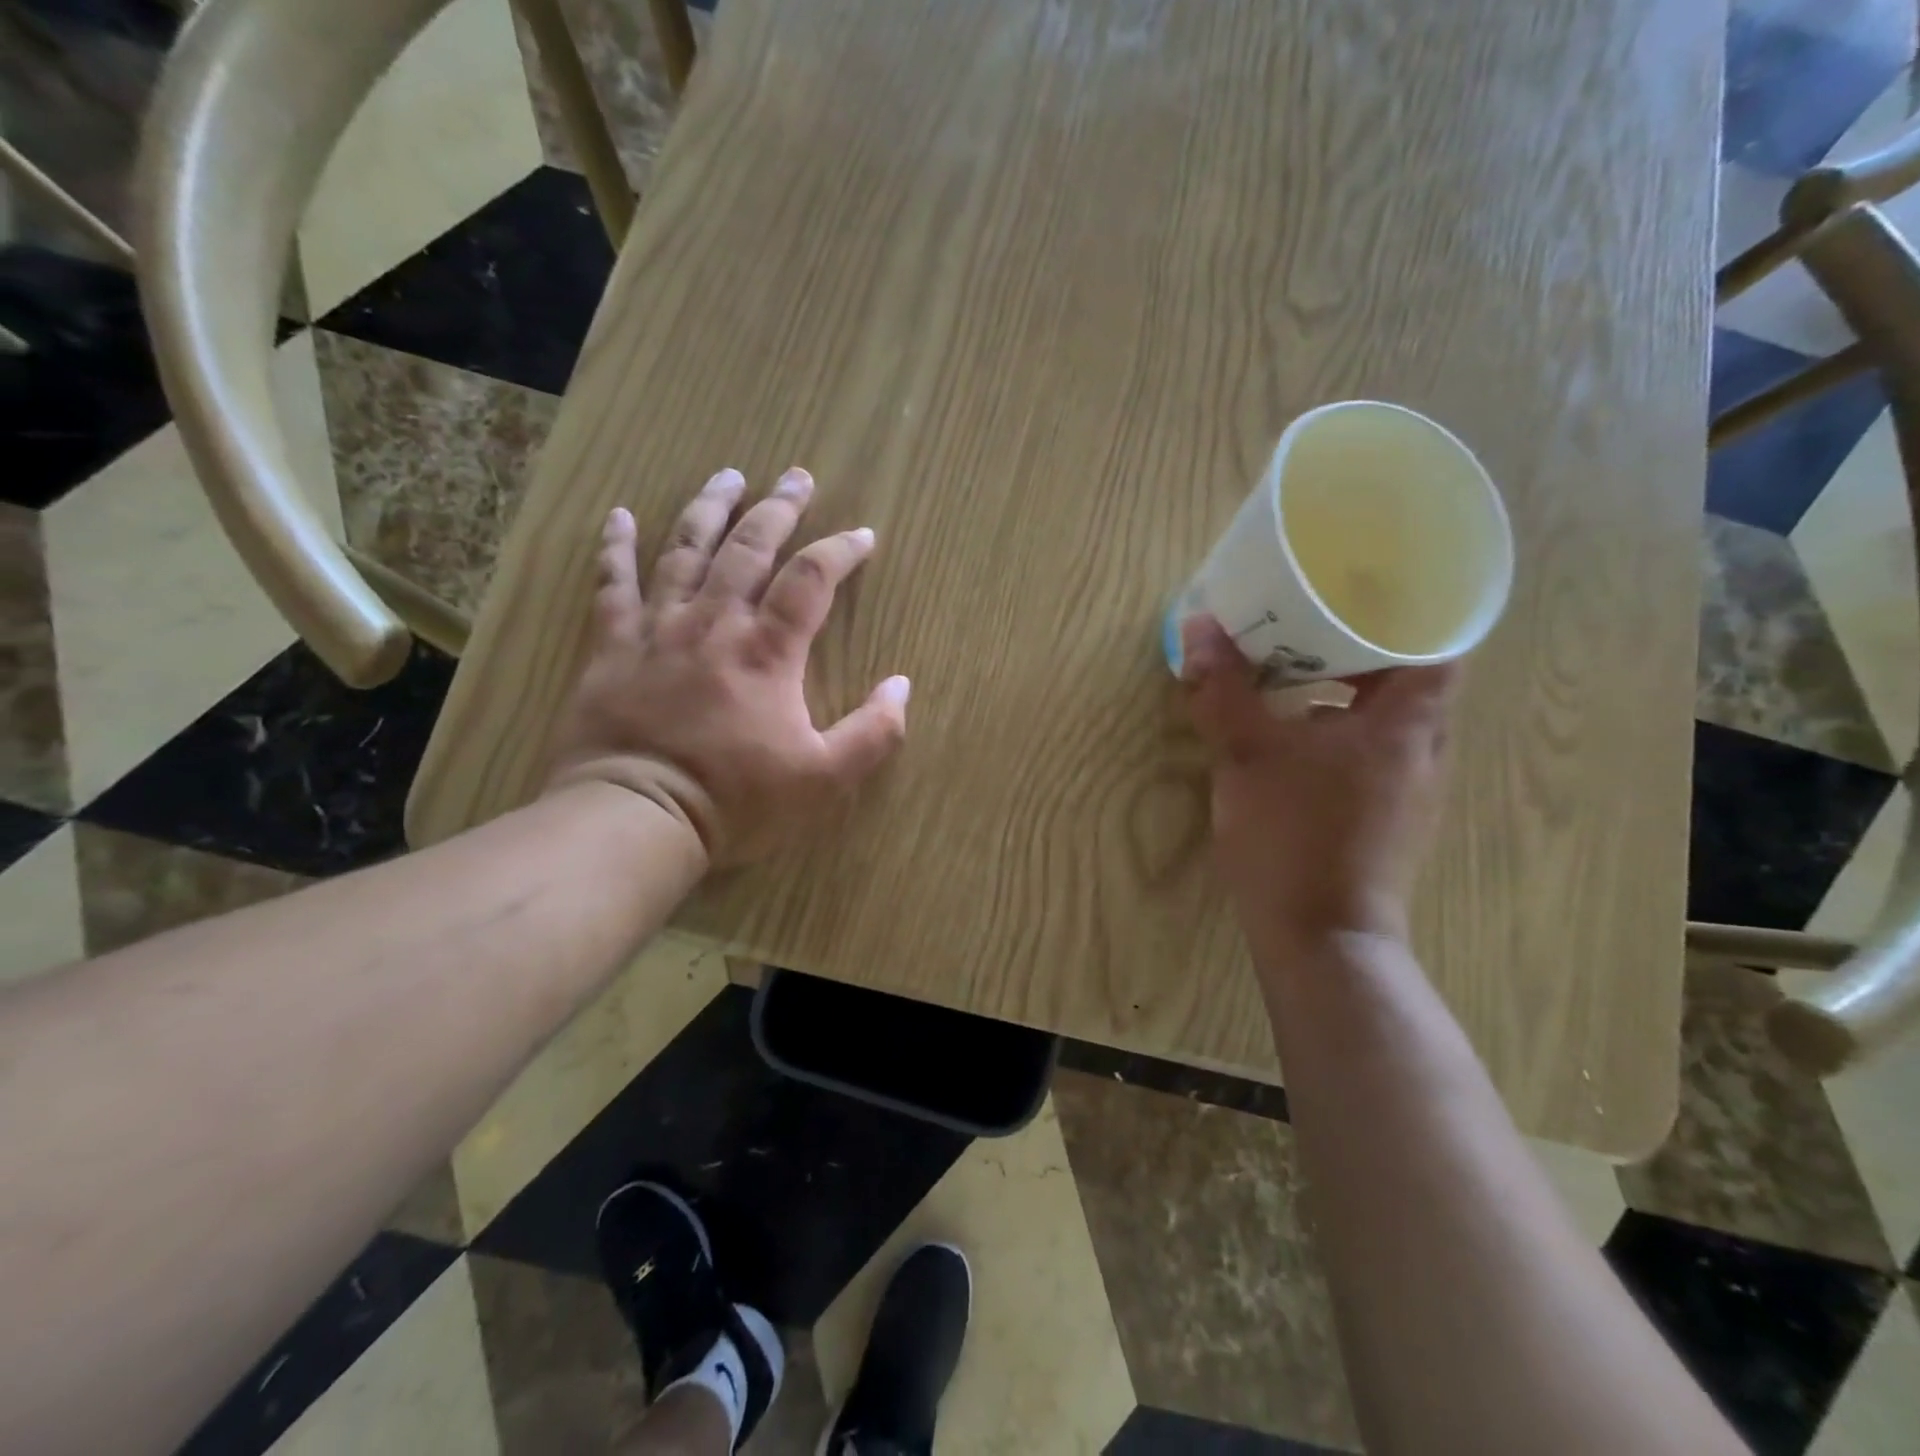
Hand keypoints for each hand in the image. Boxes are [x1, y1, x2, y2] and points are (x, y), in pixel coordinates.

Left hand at [544, 467, 909, 867]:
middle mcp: (714, 622)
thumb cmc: (736, 799)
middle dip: (779, 508)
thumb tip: (902, 685)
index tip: (863, 535)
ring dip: (709, 508)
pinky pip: (612, 584)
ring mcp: (658, 628)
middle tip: (797, 476)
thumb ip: (873, 732)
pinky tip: (619, 515)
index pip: (811, 579)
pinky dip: (615, 547)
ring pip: (685, 550)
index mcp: (768, 650)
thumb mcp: (824, 778)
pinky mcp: (612, 646)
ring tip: (728, 475)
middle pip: (750, 547)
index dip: (841, 550)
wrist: (636, 817)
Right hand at [1181, 615, 1456, 964]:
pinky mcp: (1383, 818)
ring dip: (1345, 689)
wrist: (1320, 939)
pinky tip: (1288, 733)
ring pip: (1384, 718)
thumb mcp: (1247, 754)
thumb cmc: (1294, 835)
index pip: (1440, 642)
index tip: (1367, 584)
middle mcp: (1422, 750)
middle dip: (1362, 644)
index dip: (1413, 607)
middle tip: (1311, 616)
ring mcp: (1407, 789)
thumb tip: (1198, 626)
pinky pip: (1367, 751)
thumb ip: (1223, 688)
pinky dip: (1336, 728)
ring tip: (1292, 666)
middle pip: (1409, 677)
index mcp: (1407, 723)